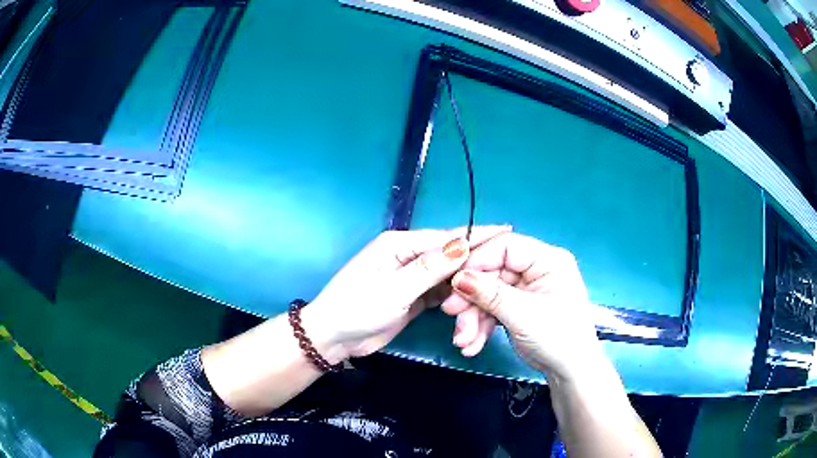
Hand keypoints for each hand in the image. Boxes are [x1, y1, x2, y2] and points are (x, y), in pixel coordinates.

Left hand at [304, 226, 511, 359]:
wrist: (334, 339)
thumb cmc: (357, 309)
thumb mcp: (394, 289)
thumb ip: (430, 268)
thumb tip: (464, 245)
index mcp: (399, 245)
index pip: (445, 238)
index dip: (476, 234)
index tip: (506, 230)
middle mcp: (407, 256)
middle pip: (448, 256)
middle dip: (474, 262)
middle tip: (505, 267)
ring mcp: (410, 277)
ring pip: (446, 276)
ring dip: (465, 282)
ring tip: (493, 285)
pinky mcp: (412, 297)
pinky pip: (439, 292)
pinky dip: (454, 296)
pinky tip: (470, 300)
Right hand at [441, 233, 604, 379]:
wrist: (570, 373)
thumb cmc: (558, 338)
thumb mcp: (523, 315)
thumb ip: (490, 294)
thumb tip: (457, 277)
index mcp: (547, 260)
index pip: (505, 247)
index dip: (478, 261)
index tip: (454, 280)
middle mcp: (536, 270)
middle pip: (493, 273)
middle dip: (472, 298)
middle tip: (451, 313)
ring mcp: (527, 290)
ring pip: (489, 294)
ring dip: (473, 317)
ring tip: (463, 340)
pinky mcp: (519, 307)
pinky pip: (493, 309)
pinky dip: (481, 326)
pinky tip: (472, 344)